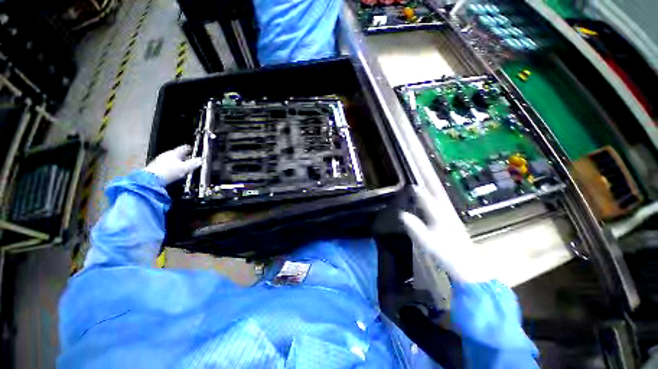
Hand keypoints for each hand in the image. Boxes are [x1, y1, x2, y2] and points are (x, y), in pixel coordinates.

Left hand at [145, 145, 201, 185]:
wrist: (151, 179)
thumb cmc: (168, 172)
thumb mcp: (185, 168)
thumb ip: (193, 163)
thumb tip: (201, 160)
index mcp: (174, 153)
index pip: (183, 148)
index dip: (189, 148)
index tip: (192, 148)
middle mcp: (166, 155)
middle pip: (178, 154)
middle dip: (185, 156)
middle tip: (191, 158)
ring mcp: (160, 161)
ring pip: (172, 159)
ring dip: (179, 162)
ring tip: (184, 166)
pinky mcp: (157, 167)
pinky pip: (168, 165)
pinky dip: (173, 167)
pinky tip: (175, 171)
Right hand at [400, 187, 490, 283]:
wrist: (467, 265)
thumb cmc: (445, 253)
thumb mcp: (426, 241)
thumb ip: (414, 227)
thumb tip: (402, 214)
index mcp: (439, 216)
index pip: (427, 199)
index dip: (418, 192)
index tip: (411, 185)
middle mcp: (446, 213)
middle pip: (437, 194)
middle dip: (429, 185)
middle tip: (422, 177)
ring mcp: (452, 217)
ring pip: (441, 199)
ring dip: (434, 191)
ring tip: (426, 185)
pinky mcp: (453, 223)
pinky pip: (443, 206)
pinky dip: (437, 200)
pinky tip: (434, 202)